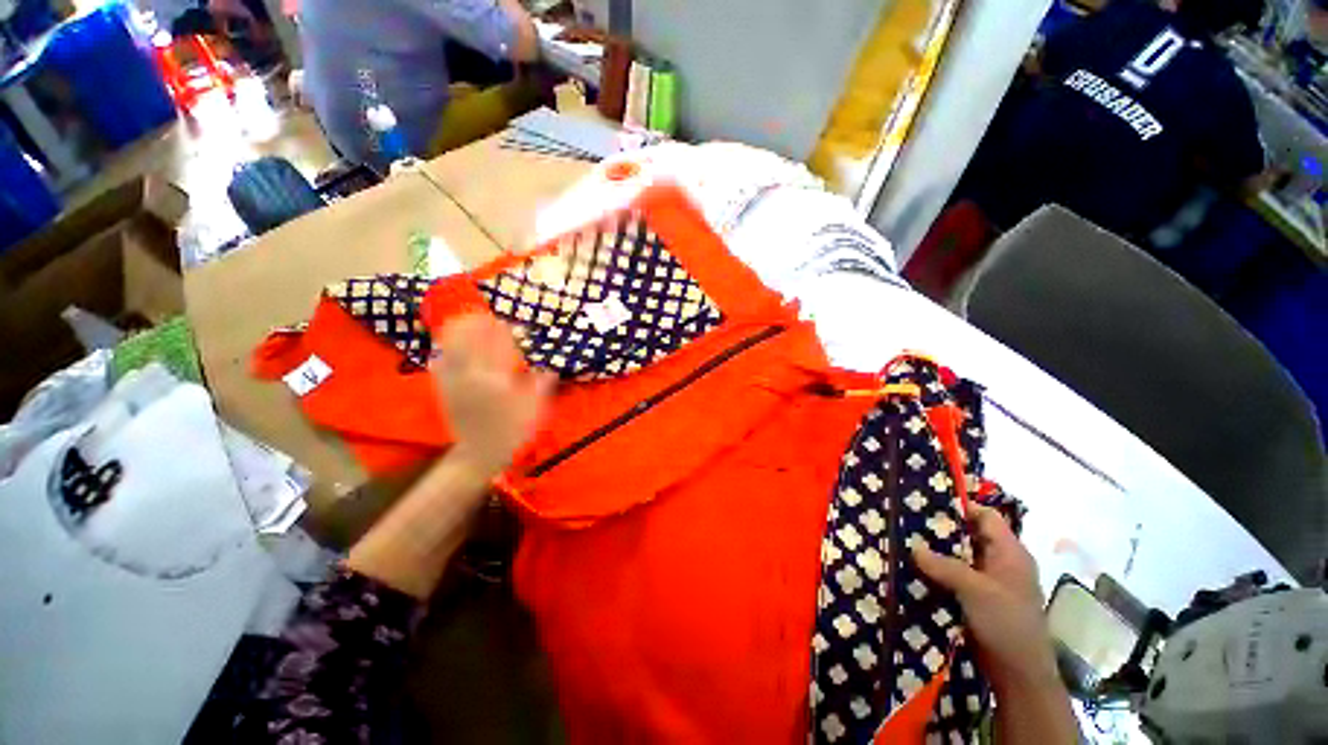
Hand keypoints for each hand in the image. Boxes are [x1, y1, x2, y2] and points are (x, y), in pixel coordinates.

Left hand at [433, 315, 554, 478]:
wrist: (480, 455)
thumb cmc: (512, 432)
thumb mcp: (533, 410)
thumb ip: (540, 386)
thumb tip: (550, 369)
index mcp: (497, 380)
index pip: (497, 348)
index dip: (502, 332)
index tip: (506, 322)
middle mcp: (473, 377)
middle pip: (470, 343)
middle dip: (475, 326)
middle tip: (481, 315)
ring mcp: (455, 384)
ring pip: (451, 351)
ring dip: (455, 334)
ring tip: (461, 321)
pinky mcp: (445, 393)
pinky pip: (439, 367)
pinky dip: (440, 353)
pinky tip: (442, 348)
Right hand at [913, 504, 1059, 693]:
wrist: (1018, 673)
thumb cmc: (1006, 623)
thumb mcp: (975, 590)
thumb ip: (944, 565)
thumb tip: (912, 546)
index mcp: (1009, 553)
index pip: (986, 516)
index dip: (961, 507)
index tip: (927, 502)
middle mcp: (999, 562)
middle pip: (969, 535)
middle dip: (940, 529)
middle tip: (907, 520)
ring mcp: (988, 582)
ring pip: (958, 556)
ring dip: (935, 552)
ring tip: (903, 541)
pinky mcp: (976, 599)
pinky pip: (953, 576)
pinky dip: (936, 571)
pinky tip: (913, 568)